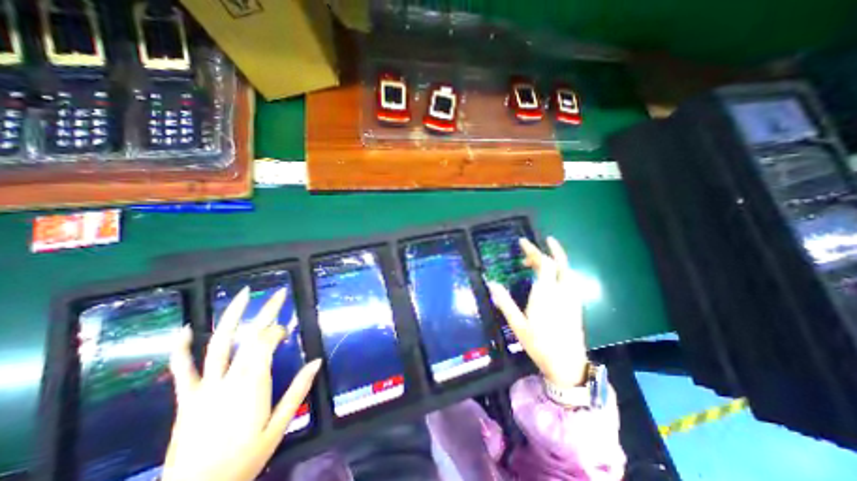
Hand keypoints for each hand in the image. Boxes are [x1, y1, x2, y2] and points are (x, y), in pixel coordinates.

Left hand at [161, 287, 322, 478]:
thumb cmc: (245, 458)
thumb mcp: (280, 425)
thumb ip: (298, 390)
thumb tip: (317, 361)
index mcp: (253, 382)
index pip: (267, 342)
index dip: (279, 331)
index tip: (287, 331)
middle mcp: (229, 377)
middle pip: (250, 335)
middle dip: (266, 311)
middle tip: (279, 293)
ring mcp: (205, 386)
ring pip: (218, 343)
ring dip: (231, 316)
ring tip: (242, 294)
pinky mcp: (187, 397)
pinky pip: (182, 369)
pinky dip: (182, 347)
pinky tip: (186, 328)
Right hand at [488, 235, 589, 386]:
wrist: (567, 365)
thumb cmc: (539, 344)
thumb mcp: (517, 324)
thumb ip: (504, 302)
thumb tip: (491, 283)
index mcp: (546, 294)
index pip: (543, 264)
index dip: (533, 250)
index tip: (522, 242)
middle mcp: (561, 291)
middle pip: (558, 263)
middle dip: (545, 251)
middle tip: (529, 248)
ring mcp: (571, 298)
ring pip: (568, 270)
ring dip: (556, 259)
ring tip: (541, 257)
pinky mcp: (575, 304)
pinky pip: (570, 279)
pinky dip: (561, 270)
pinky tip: (552, 275)